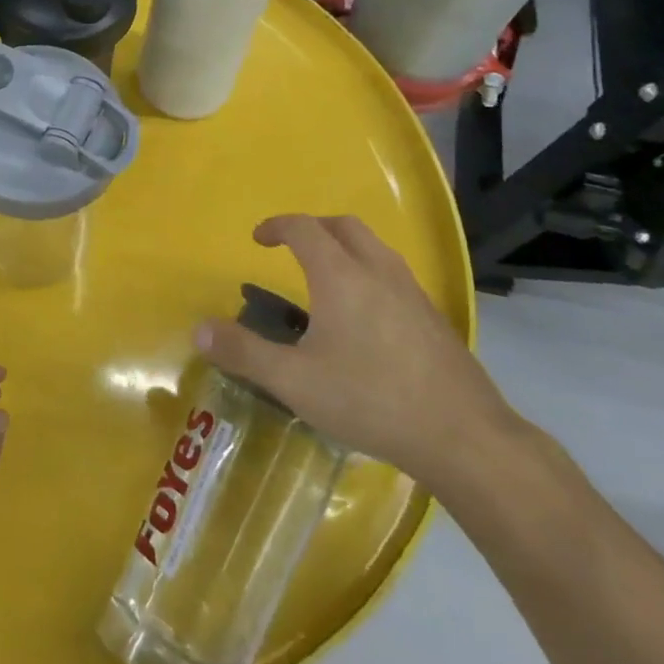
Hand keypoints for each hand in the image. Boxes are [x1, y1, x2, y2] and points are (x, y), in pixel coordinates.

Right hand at [196, 215, 513, 487]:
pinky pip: (395, 274)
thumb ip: (244, 352)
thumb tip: (199, 330)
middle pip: (344, 226)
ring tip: (326, 278)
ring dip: (344, 247)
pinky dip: (369, 272)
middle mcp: (379, 272)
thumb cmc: (371, 400)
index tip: (258, 239)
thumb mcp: (294, 381)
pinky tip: (365, 317)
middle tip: (291, 249)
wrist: (464, 437)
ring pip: (375, 248)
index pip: (304, 228)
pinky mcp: (434, 318)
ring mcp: (413, 293)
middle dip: (313, 228)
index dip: (276, 226)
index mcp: (341, 276)